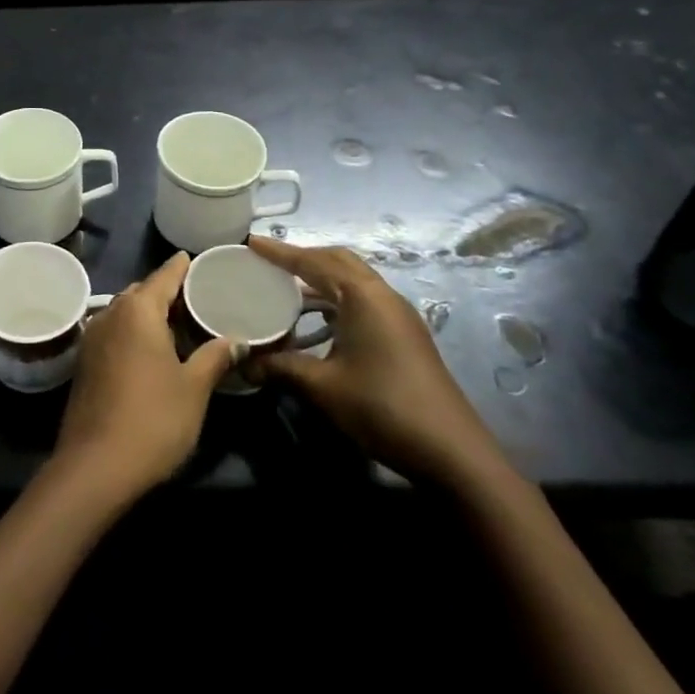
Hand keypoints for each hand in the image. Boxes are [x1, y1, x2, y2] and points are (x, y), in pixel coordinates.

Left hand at [52, 251, 241, 502]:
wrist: (95, 466)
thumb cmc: (153, 419)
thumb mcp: (194, 388)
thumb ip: (215, 357)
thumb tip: (237, 340)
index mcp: (138, 310)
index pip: (164, 276)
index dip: (182, 267)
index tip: (195, 258)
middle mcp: (110, 314)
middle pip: (142, 292)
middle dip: (166, 291)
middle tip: (197, 298)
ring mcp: (92, 338)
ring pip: (125, 313)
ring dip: (149, 314)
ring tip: (179, 324)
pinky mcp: (85, 363)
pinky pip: (115, 333)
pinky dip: (134, 332)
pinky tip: (153, 350)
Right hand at [246, 236, 508, 489]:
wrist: (451, 451)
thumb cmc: (382, 407)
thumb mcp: (322, 386)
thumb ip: (280, 367)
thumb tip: (243, 363)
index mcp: (363, 296)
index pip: (314, 261)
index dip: (280, 252)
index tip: (250, 242)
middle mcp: (382, 296)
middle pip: (338, 261)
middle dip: (303, 258)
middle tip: (268, 263)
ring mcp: (397, 315)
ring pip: (352, 281)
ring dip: (320, 280)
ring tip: (285, 290)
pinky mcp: (403, 335)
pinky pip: (362, 301)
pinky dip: (334, 300)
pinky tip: (315, 323)